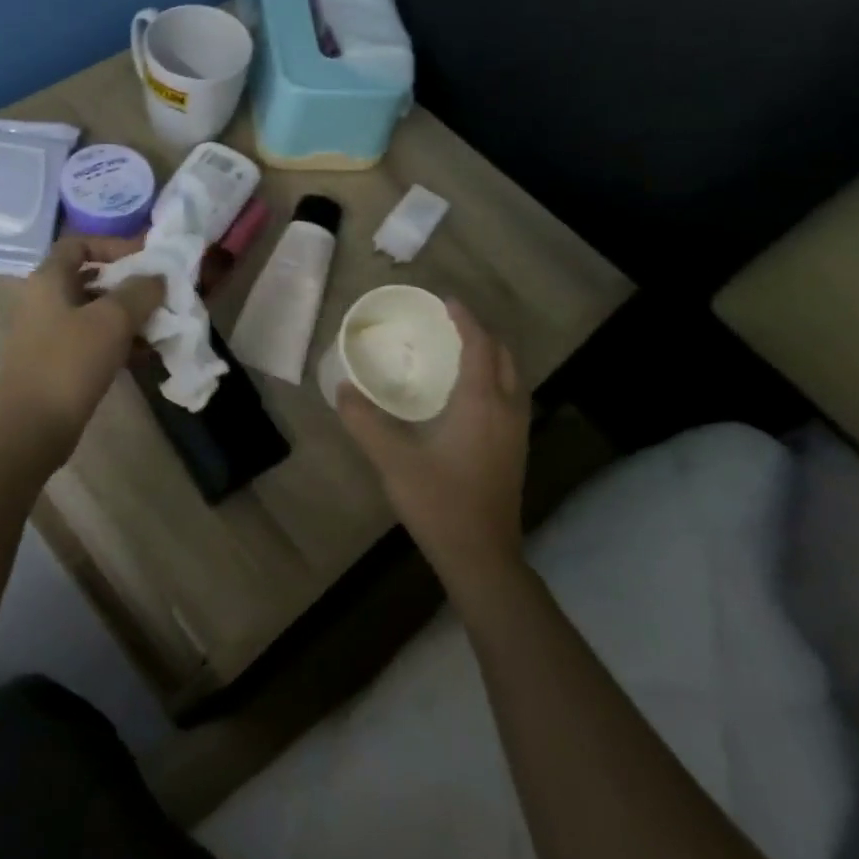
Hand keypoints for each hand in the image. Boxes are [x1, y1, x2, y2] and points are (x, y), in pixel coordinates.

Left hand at [0, 237, 164, 468]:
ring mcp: (47, 333)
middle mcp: (44, 300)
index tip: (146, 259)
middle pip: (90, 278)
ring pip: (94, 312)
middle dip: (128, 284)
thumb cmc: (70, 363)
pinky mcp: (55, 362)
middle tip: (160, 294)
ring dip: (127, 316)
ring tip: (160, 327)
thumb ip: (140, 291)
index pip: (79, 243)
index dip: (114, 245)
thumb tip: (157, 277)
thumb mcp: (112, 320)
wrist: (32, 428)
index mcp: (49, 279)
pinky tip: (145, 355)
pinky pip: (90, 340)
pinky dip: (117, 341)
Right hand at [336, 299, 530, 592]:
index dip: (466, 319)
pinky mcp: (515, 451)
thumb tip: (342, 389)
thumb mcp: (392, 459)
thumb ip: (364, 421)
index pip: (479, 345)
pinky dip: (493, 380)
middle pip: (503, 356)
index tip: (446, 301)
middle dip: (481, 334)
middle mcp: (506, 410)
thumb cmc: (439, 502)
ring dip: (490, 357)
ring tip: (459, 352)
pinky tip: (468, 396)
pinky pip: (510, 398)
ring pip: (512, 378)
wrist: (481, 557)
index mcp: (481, 402)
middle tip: (450, 325)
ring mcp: (516, 432)